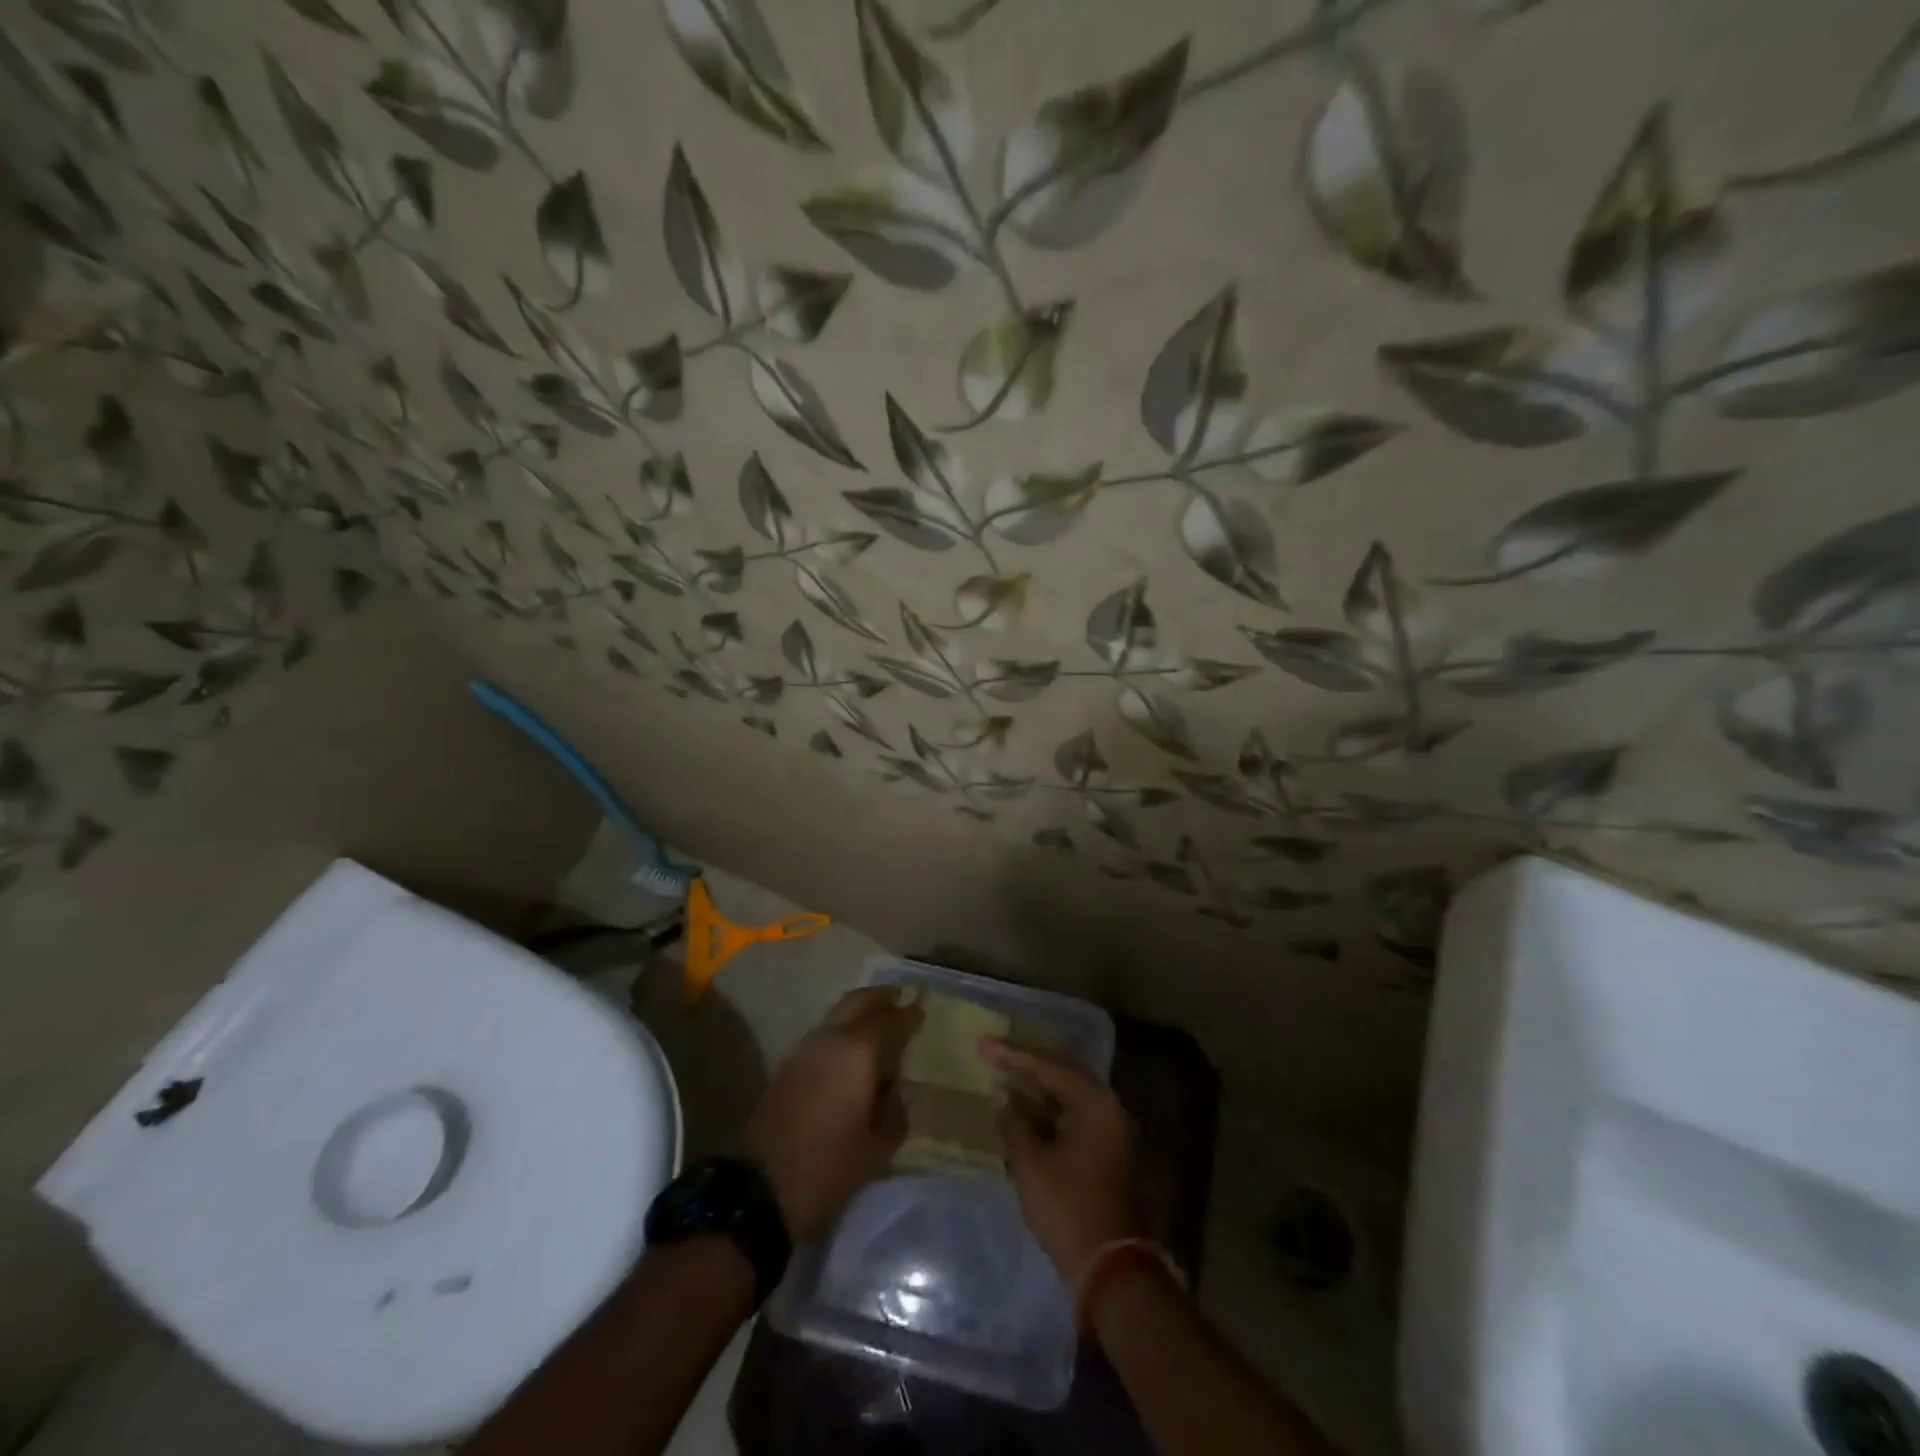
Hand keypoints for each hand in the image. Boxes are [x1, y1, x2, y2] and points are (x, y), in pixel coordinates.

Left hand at [741, 987, 922, 1243]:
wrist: (757, 1192)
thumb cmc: (827, 1169)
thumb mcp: (877, 1149)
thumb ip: (895, 1113)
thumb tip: (898, 1090)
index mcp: (858, 1052)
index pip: (890, 1020)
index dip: (909, 1015)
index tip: (921, 1010)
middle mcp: (831, 1039)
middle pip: (858, 1001)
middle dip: (880, 998)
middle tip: (899, 1000)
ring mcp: (804, 1050)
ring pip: (838, 1016)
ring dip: (859, 1014)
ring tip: (879, 1030)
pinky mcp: (787, 1067)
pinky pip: (824, 1035)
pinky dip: (842, 1033)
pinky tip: (852, 1055)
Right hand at [982, 1041, 1143, 1280]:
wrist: (1109, 1266)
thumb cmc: (1067, 1206)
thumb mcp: (1030, 1162)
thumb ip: (1014, 1123)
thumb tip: (1005, 1100)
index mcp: (1094, 1102)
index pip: (1048, 1066)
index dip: (1012, 1056)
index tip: (983, 1045)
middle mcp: (1107, 1107)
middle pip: (1061, 1074)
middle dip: (1026, 1065)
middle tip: (994, 1054)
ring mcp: (1109, 1130)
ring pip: (1066, 1096)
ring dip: (1035, 1089)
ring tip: (1003, 1077)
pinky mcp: (1104, 1151)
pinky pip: (1071, 1116)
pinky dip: (1046, 1111)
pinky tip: (1021, 1111)